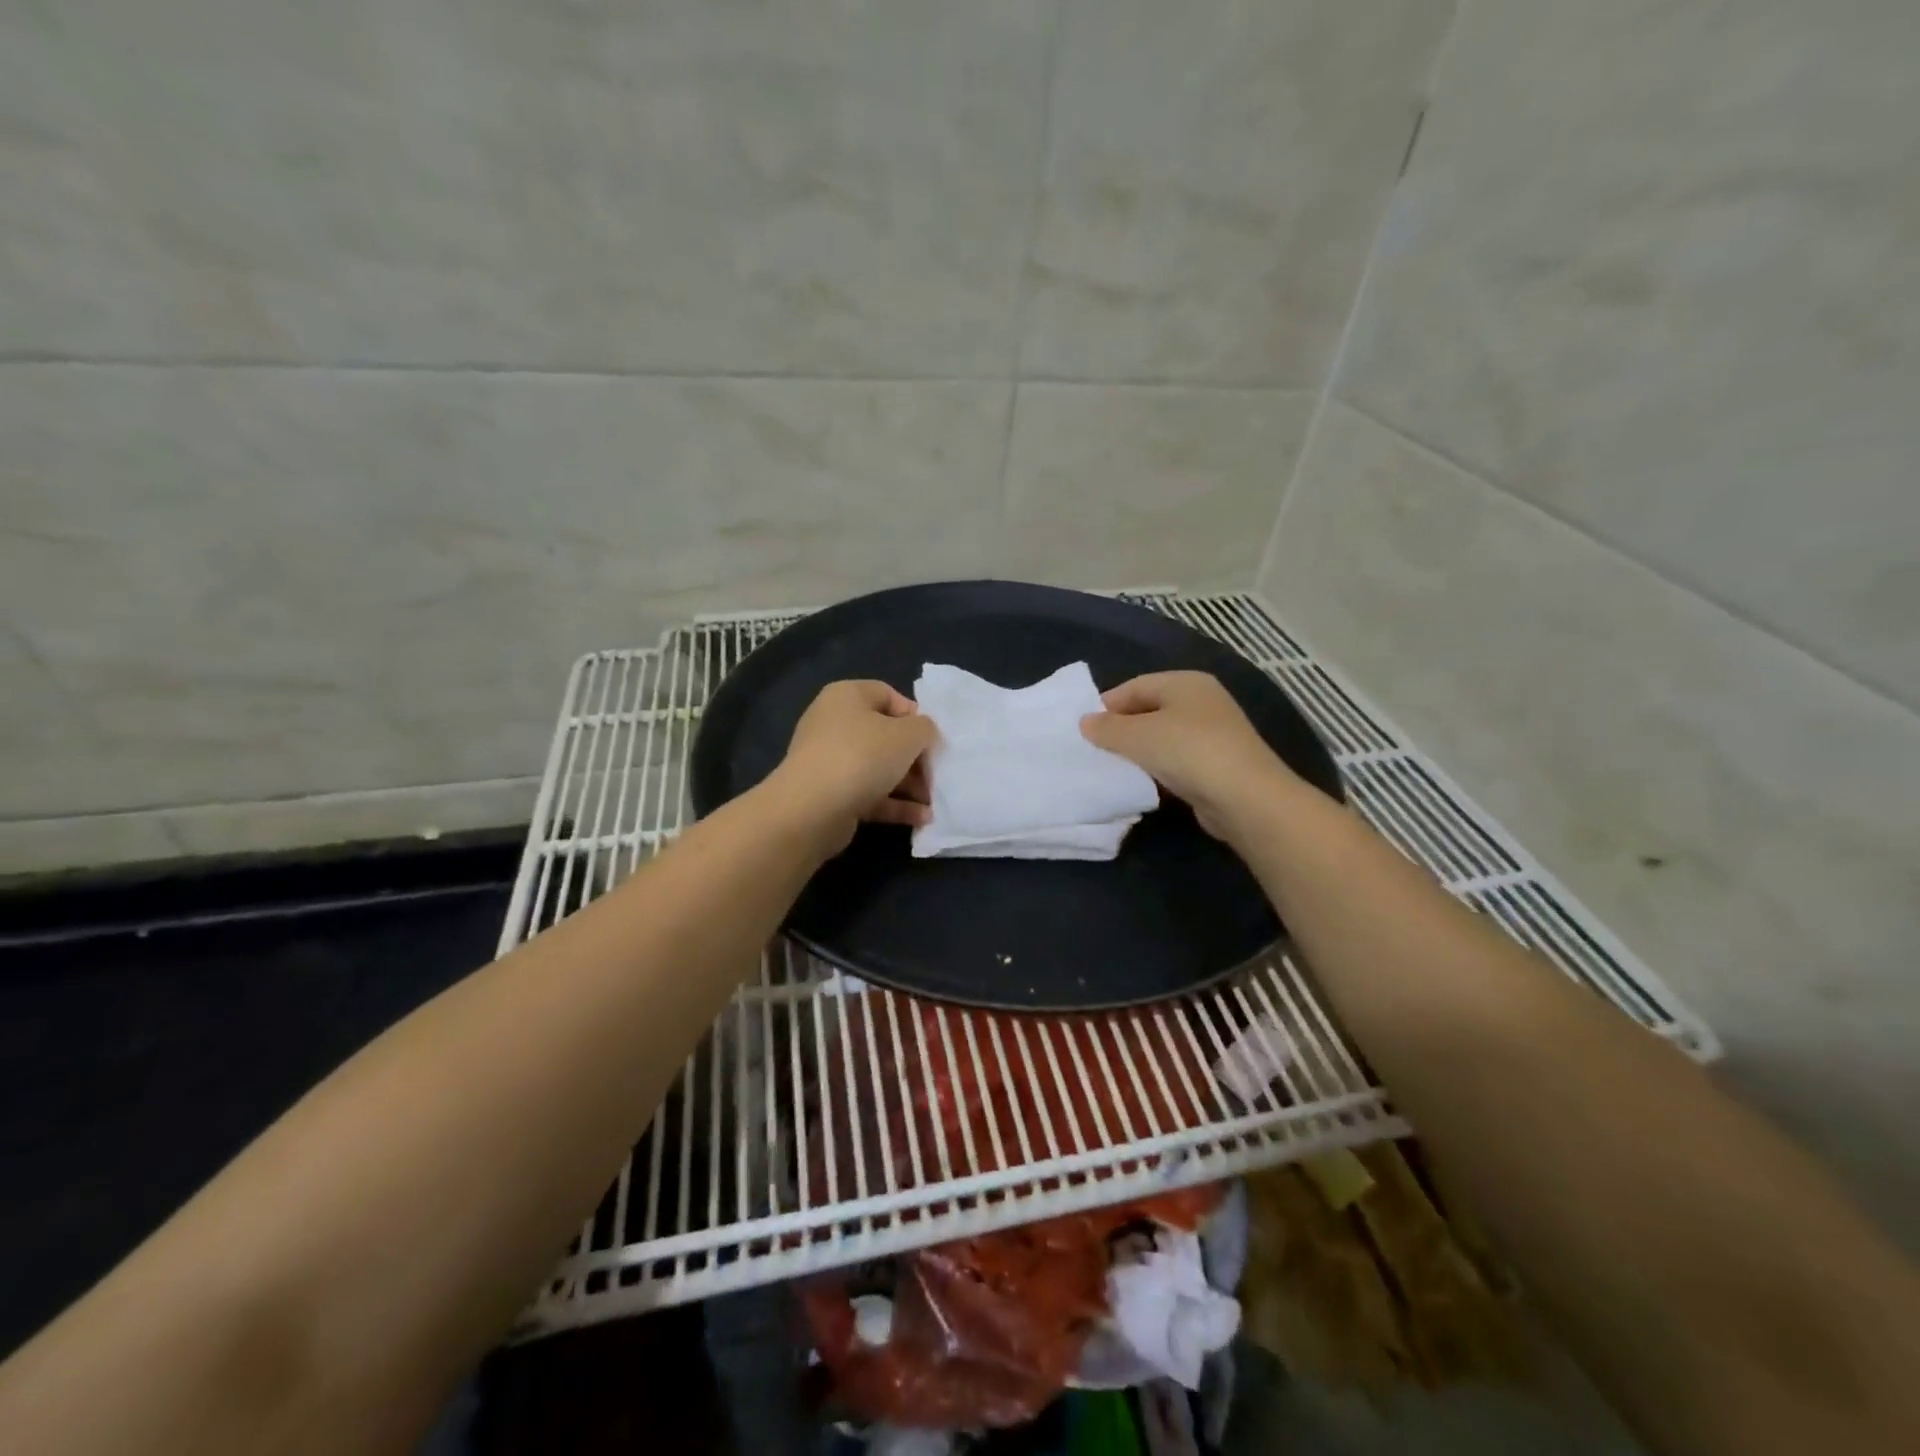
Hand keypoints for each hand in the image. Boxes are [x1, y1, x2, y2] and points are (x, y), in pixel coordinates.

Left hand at [764, 680, 936, 853]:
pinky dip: (895, 804)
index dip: (915, 715)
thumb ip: (925, 729)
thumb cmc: (863, 756)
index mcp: (847, 696)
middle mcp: (834, 723)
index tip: (933, 739)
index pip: (888, 695)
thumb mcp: (908, 735)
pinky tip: (922, 818)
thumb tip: (924, 734)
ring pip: (878, 768)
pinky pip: (869, 794)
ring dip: (909, 784)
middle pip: (885, 735)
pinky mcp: (830, 795)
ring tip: (935, 801)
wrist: (812, 809)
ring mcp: (830, 761)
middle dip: (915, 757)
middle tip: (937, 774)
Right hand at [1080, 671, 1295, 840]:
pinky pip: (1176, 759)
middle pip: (1149, 709)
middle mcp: (1202, 701)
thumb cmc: (1188, 751)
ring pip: (1163, 736)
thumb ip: (1107, 728)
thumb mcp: (1138, 736)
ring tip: (1113, 767)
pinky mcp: (1217, 763)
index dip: (1107, 705)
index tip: (1083, 729)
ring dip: (1138, 750)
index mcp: (1185, 682)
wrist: (1245, 798)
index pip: (1135, 685)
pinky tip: (1142, 782)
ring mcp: (1213, 733)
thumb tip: (1085, 722)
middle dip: (1121, 728)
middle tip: (1094, 749)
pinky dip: (1157, 767)